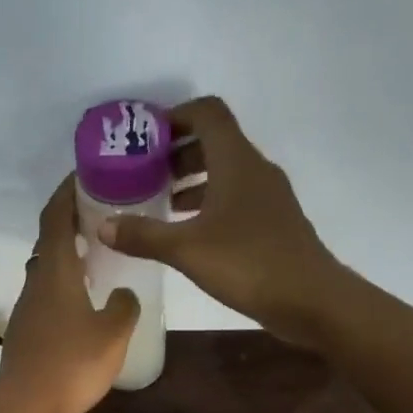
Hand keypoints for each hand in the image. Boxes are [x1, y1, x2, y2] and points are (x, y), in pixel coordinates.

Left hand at [0, 177, 138, 412]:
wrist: (26, 407)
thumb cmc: (72, 363)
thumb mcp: (113, 332)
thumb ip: (124, 306)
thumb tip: (123, 292)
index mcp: (55, 271)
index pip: (56, 218)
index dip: (67, 193)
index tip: (84, 175)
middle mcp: (35, 283)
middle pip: (49, 242)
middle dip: (71, 223)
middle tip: (101, 216)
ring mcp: (26, 309)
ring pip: (46, 271)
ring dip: (68, 257)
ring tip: (98, 257)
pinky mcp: (25, 333)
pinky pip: (46, 297)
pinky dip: (64, 286)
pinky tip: (84, 302)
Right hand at [97, 95, 343, 346]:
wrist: (310, 299)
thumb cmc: (247, 263)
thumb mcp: (186, 250)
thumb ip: (143, 235)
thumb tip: (102, 226)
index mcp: (236, 161)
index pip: (207, 113)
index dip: (175, 117)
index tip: (144, 139)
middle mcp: (255, 169)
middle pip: (214, 142)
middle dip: (176, 153)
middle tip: (143, 174)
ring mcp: (268, 197)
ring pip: (225, 172)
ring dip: (192, 180)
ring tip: (160, 203)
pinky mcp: (273, 222)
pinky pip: (236, 198)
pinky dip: (209, 203)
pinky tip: (189, 232)